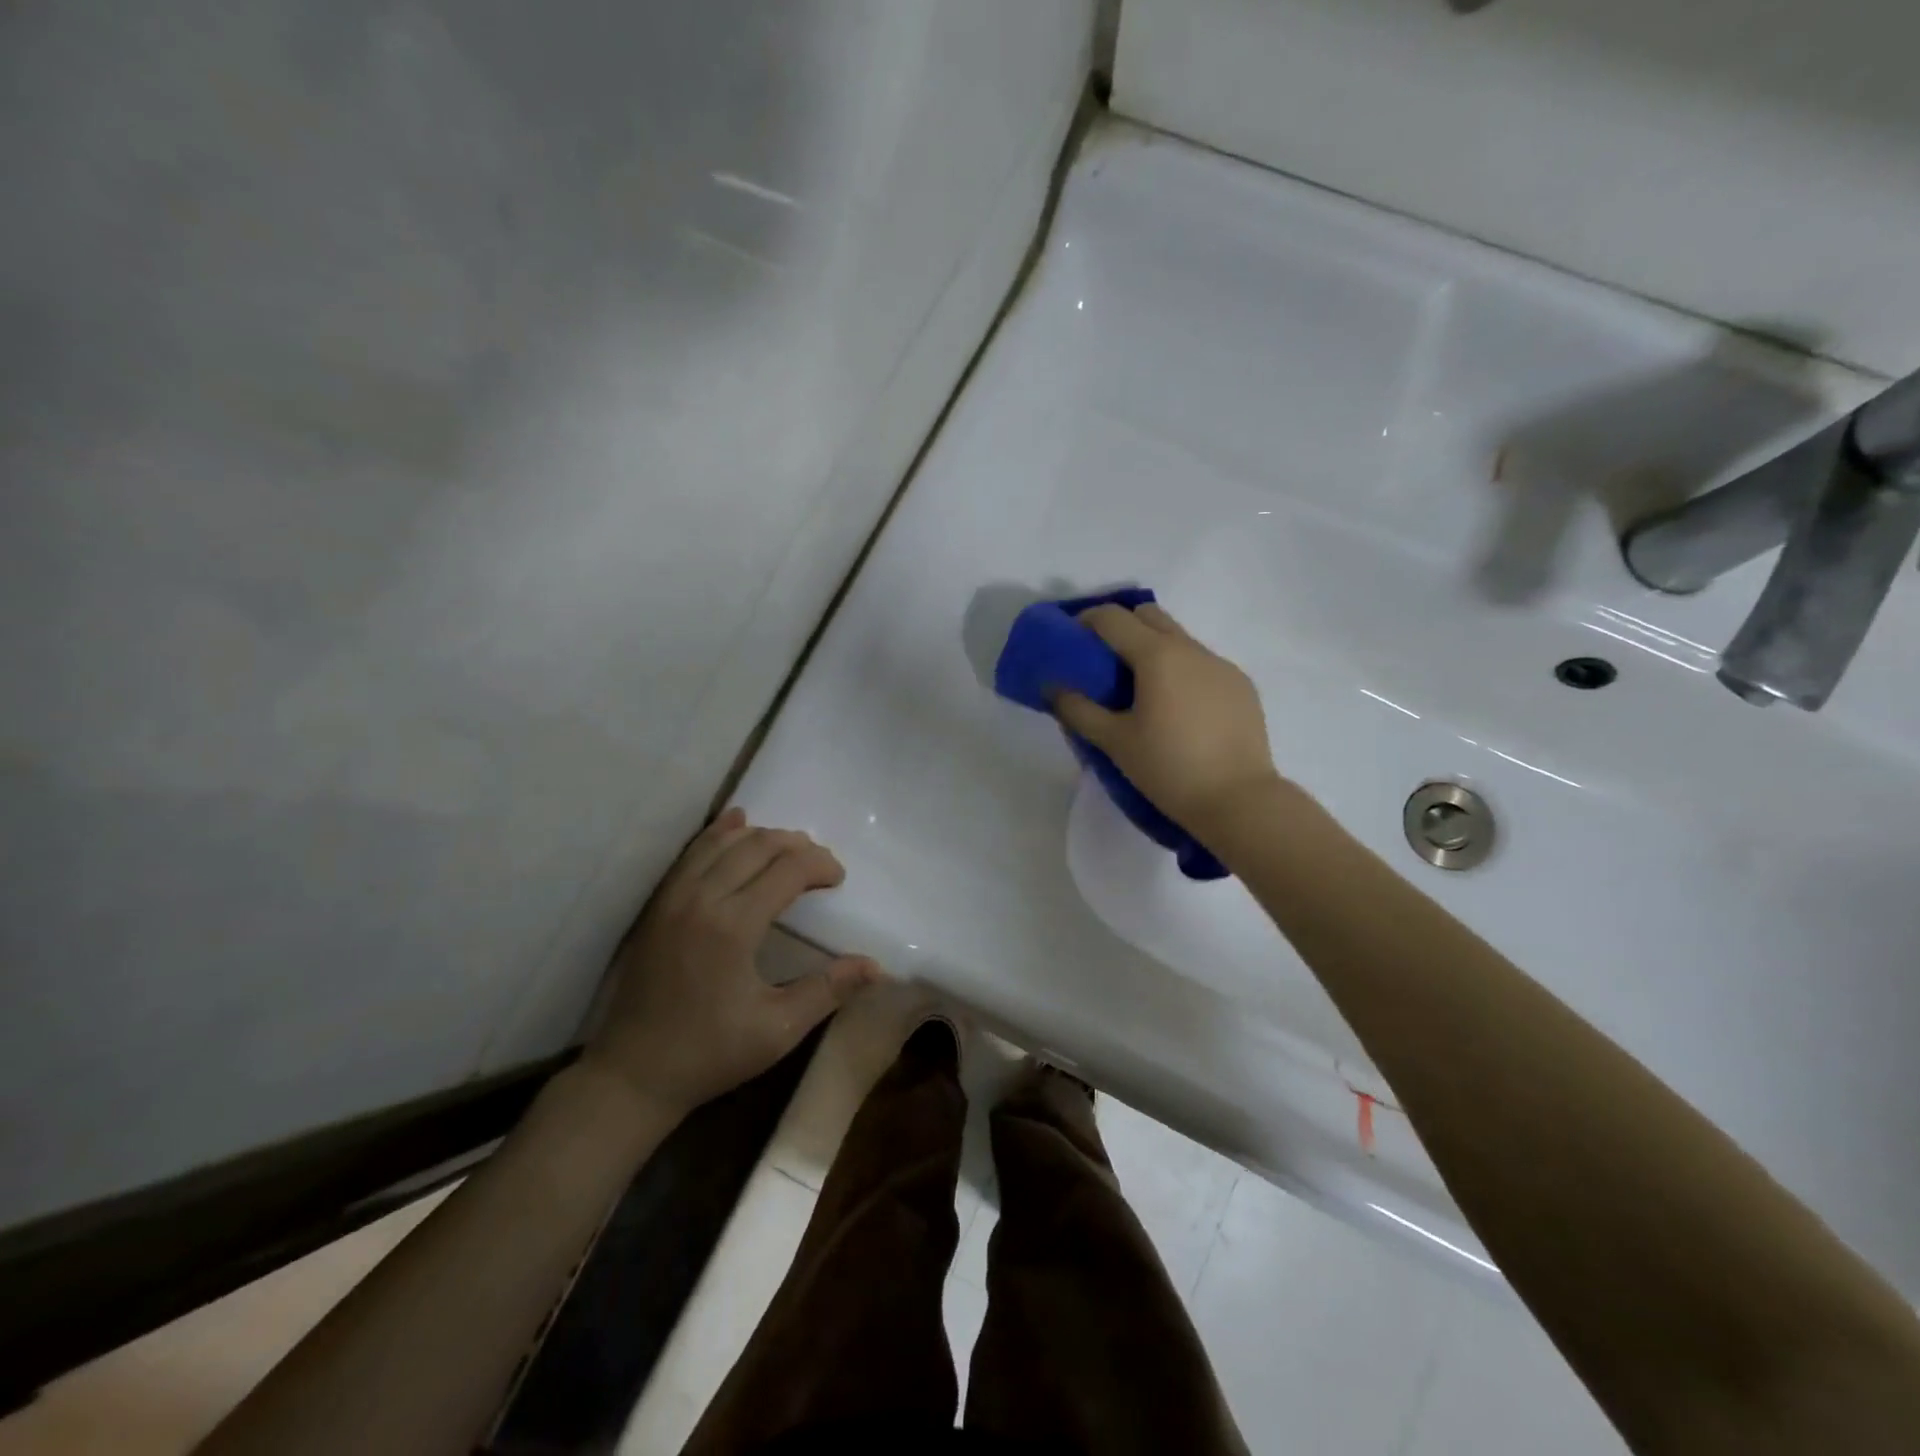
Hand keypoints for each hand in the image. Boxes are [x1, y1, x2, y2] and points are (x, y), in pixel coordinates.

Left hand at [581, 809, 884, 1120]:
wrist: (633, 1074)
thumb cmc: (710, 1054)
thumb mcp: (778, 1030)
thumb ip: (828, 990)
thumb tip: (876, 967)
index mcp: (734, 926)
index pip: (788, 870)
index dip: (820, 866)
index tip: (839, 880)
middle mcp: (702, 899)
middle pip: (758, 846)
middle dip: (796, 846)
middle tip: (820, 865)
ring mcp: (674, 898)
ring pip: (724, 842)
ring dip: (762, 836)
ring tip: (788, 849)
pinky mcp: (658, 904)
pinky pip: (691, 852)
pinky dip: (718, 832)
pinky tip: (736, 822)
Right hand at [1052, 602, 1282, 829]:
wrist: (1239, 801)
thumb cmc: (1169, 768)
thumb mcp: (1115, 742)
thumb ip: (1078, 710)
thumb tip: (1052, 687)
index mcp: (1157, 655)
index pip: (1113, 617)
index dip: (1085, 621)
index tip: (1070, 639)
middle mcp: (1191, 649)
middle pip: (1149, 616)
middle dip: (1122, 626)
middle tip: (1103, 661)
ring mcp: (1222, 665)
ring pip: (1179, 640)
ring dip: (1153, 650)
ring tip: (1140, 691)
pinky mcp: (1241, 686)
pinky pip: (1203, 664)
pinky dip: (1181, 672)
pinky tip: (1177, 710)